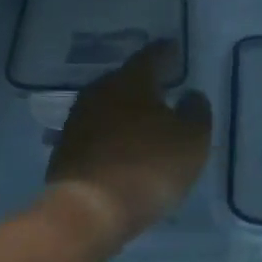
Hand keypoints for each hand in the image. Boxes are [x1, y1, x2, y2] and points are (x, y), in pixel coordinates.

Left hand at [45, 40, 212, 248]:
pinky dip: (110, 134)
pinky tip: (121, 146)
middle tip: (162, 86)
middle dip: (143, 82)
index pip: (151, 56)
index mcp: (131, 82)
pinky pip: (95, 133)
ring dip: (124, 110)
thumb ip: (196, 113)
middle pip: (124, 80)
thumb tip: (191, 95)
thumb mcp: (191, 141)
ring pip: (107, 106)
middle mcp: (99, 92)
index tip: (175, 51)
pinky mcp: (65, 150)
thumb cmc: (148, 168)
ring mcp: (77, 121)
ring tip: (143, 118)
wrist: (88, 210)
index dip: (166, 53)